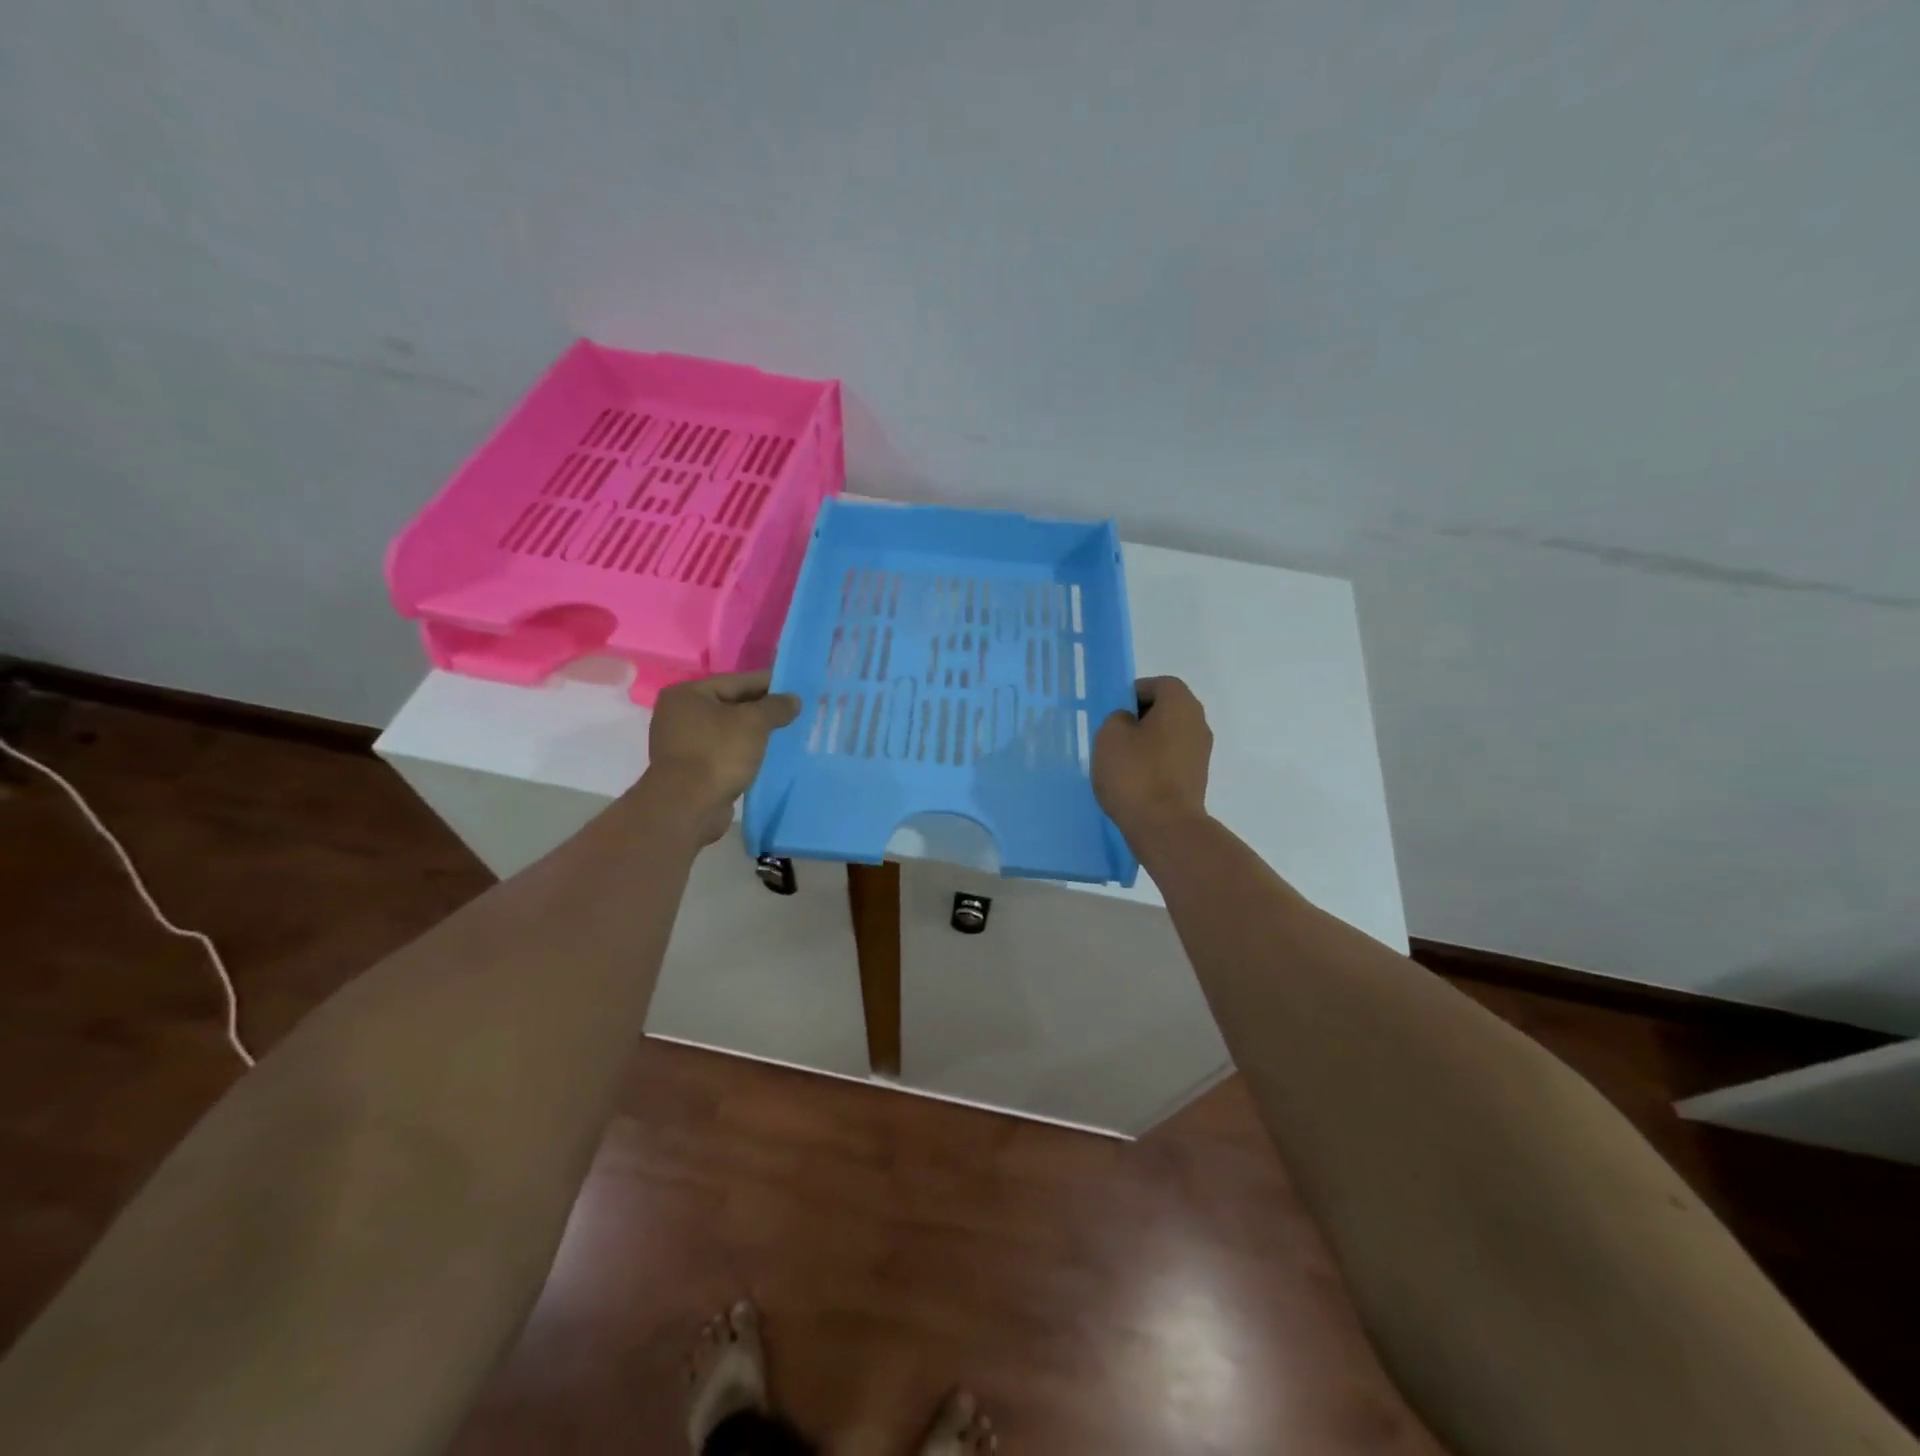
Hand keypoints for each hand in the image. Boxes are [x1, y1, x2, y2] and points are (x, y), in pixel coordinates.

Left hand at [641, 671, 800, 844]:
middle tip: (795, 712)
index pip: (737, 681)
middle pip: (731, 705)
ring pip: (728, 731)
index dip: (768, 684)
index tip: (795, 687)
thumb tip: (793, 699)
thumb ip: (776, 706)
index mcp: (687, 694)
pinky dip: (744, 752)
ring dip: (754, 733)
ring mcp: (682, 744)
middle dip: (762, 710)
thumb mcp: (754, 722)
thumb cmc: (718, 754)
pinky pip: (724, 752)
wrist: (689, 807)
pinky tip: (766, 755)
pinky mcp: (690, 769)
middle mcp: (679, 715)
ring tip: (785, 733)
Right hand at [1093, 676, 1212, 841]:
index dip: (1135, 692)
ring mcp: (1201, 753)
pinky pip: (1172, 759)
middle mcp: (1198, 723)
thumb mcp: (1110, 735)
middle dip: (1141, 718)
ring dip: (1147, 742)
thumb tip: (1129, 722)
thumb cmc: (1135, 773)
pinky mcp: (1197, 779)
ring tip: (1121, 761)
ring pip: (1169, 735)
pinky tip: (1135, 781)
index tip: (1114, 711)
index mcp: (1180, 704)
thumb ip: (1117, 718)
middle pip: (1168, 709)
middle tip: (1114, 735)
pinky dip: (1155, 763)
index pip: (1160, 684)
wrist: (1165, 827)